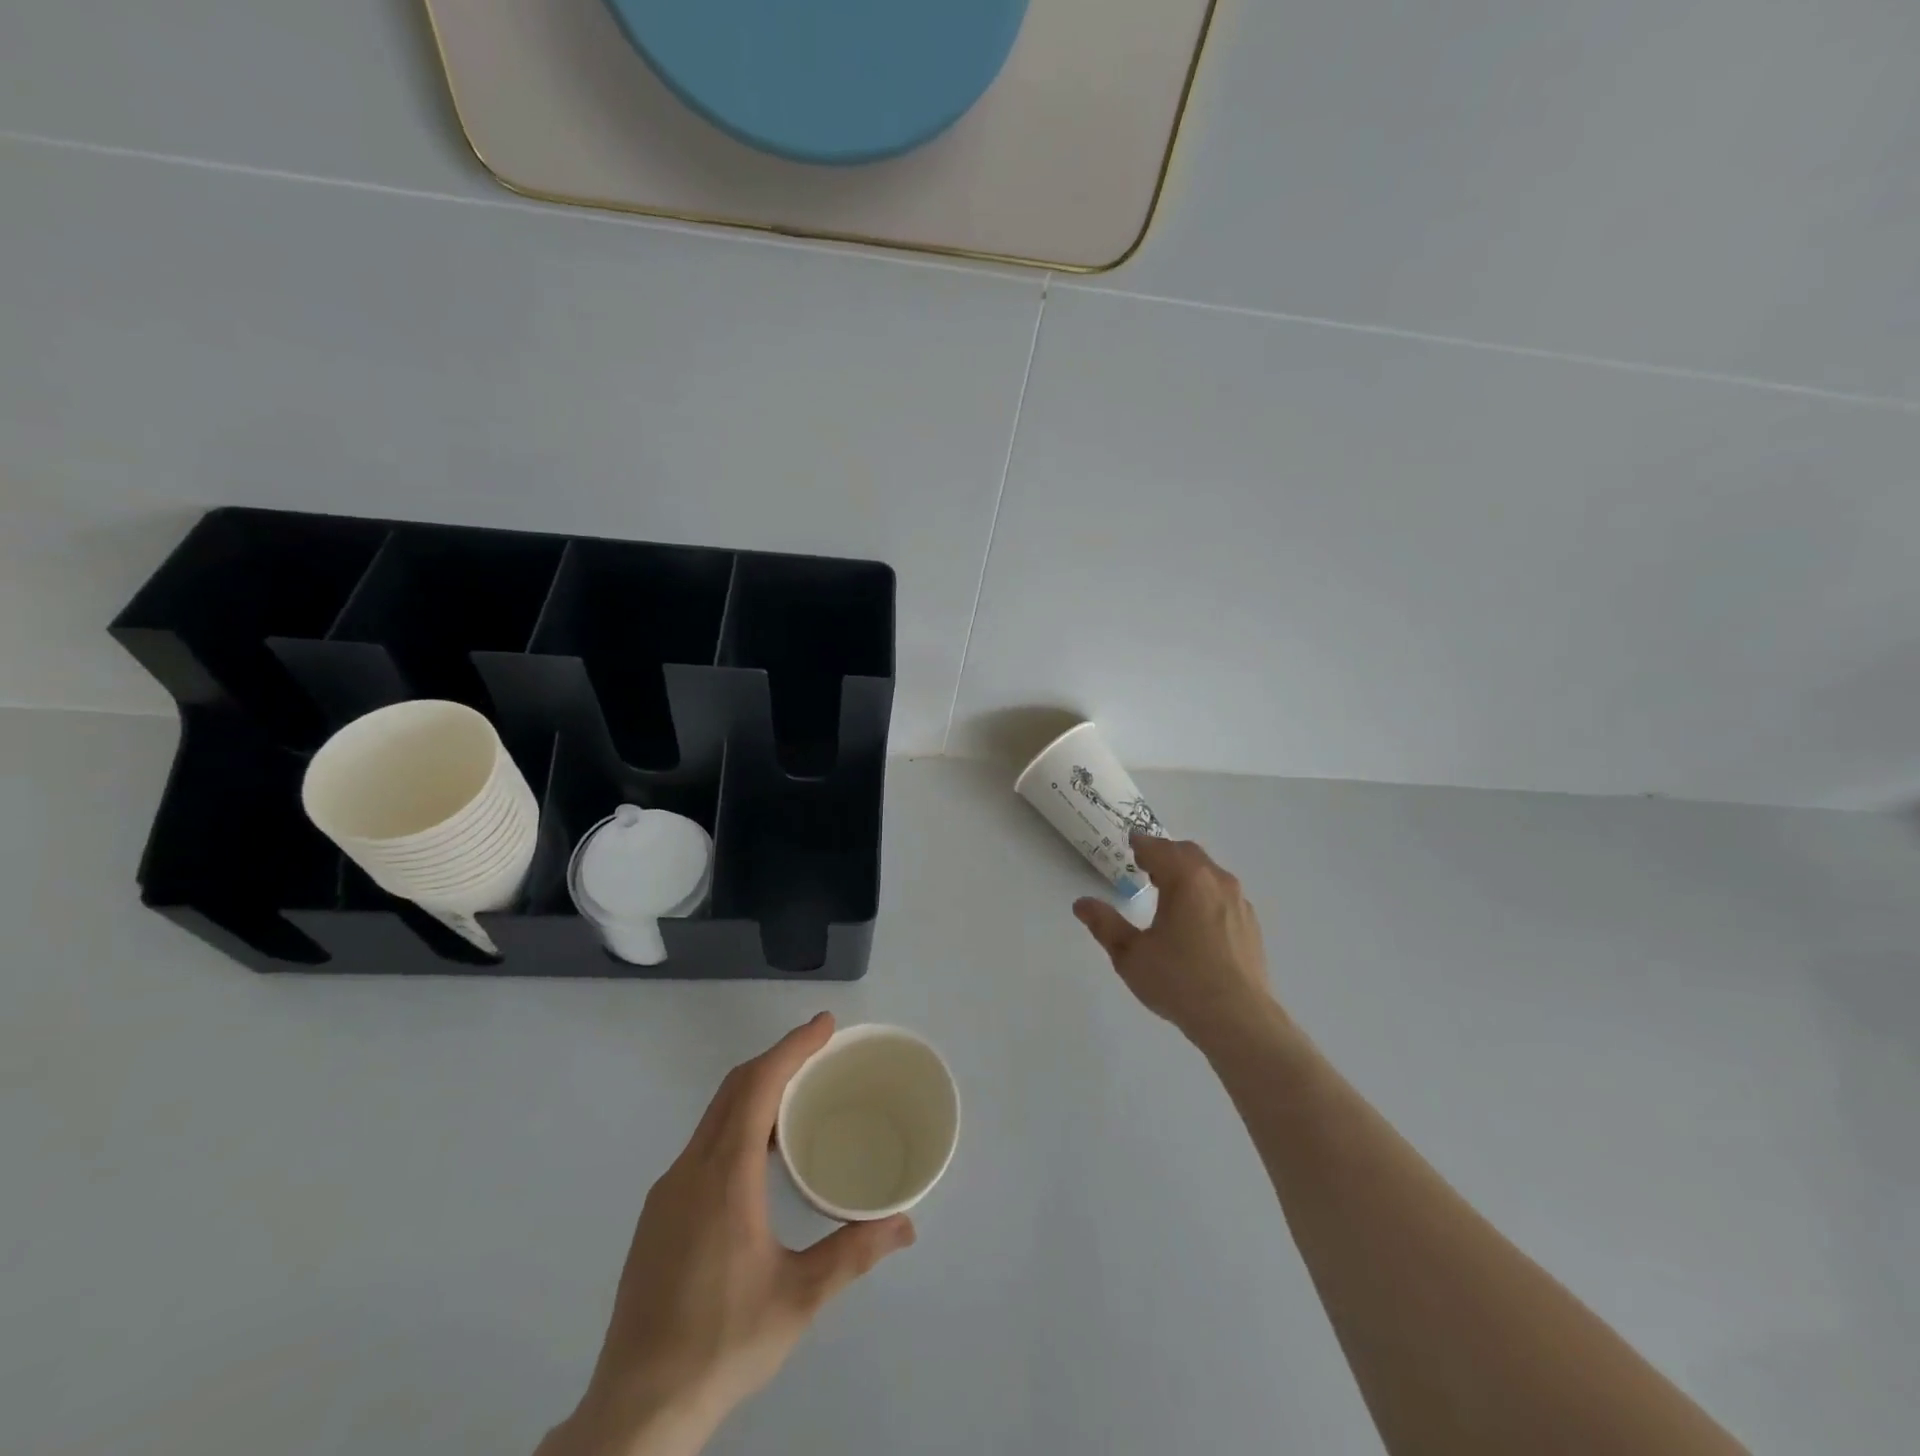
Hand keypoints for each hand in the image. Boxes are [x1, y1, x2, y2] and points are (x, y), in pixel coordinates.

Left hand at [541, 1013, 915, 1455]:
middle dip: (777, 1058)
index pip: (758, 1086)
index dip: (792, 1048)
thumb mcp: (799, 1299)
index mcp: (724, 1176)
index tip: (824, 1025)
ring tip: (799, 1095)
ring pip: (715, 1116)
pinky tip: (760, 1155)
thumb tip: (905, 1224)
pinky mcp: (658, 1215)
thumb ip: (853, 1253)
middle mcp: (690, 1170)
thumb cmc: (722, 1344)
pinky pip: (703, 1144)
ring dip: (756, 1091)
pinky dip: (737, 1123)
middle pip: (734, 1090)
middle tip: (820, 1049)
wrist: (634, 1411)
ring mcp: (667, 1192)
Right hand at [1074, 834, 1276, 1049]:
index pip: (1159, 849)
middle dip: (1165, 854)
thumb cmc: (1178, 981)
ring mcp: (1238, 902)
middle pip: (1188, 853)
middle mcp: (1216, 881)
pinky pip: (1223, 894)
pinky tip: (1195, 919)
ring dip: (1187, 873)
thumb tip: (1081, 903)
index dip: (1141, 844)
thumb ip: (1104, 924)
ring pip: (1209, 873)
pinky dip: (1205, 893)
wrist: (1238, 1019)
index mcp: (1186, 879)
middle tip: (1145, 865)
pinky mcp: (1250, 924)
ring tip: (1169, 891)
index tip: (1131, 844)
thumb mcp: (1130, 955)